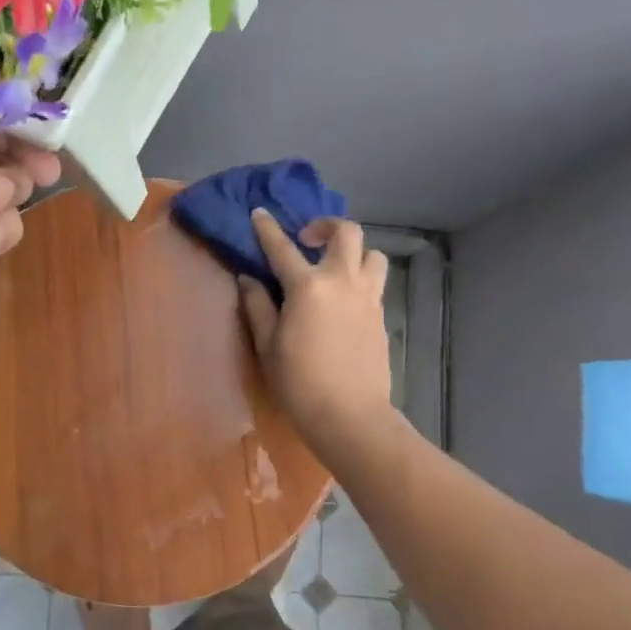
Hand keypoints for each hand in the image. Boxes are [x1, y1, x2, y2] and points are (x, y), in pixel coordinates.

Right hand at [239, 210, 392, 449]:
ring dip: (353, 252)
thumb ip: (257, 306)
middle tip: (307, 240)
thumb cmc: (299, 383)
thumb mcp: (267, 346)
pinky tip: (343, 300)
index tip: (260, 213)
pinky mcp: (381, 315)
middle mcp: (342, 281)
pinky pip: (375, 282)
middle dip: (326, 226)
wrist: (349, 415)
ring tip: (334, 269)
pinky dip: (359, 278)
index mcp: (308, 287)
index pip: (283, 247)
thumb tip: (248, 279)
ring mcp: (368, 297)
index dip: (268, 228)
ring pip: (372, 254)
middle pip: (346, 232)